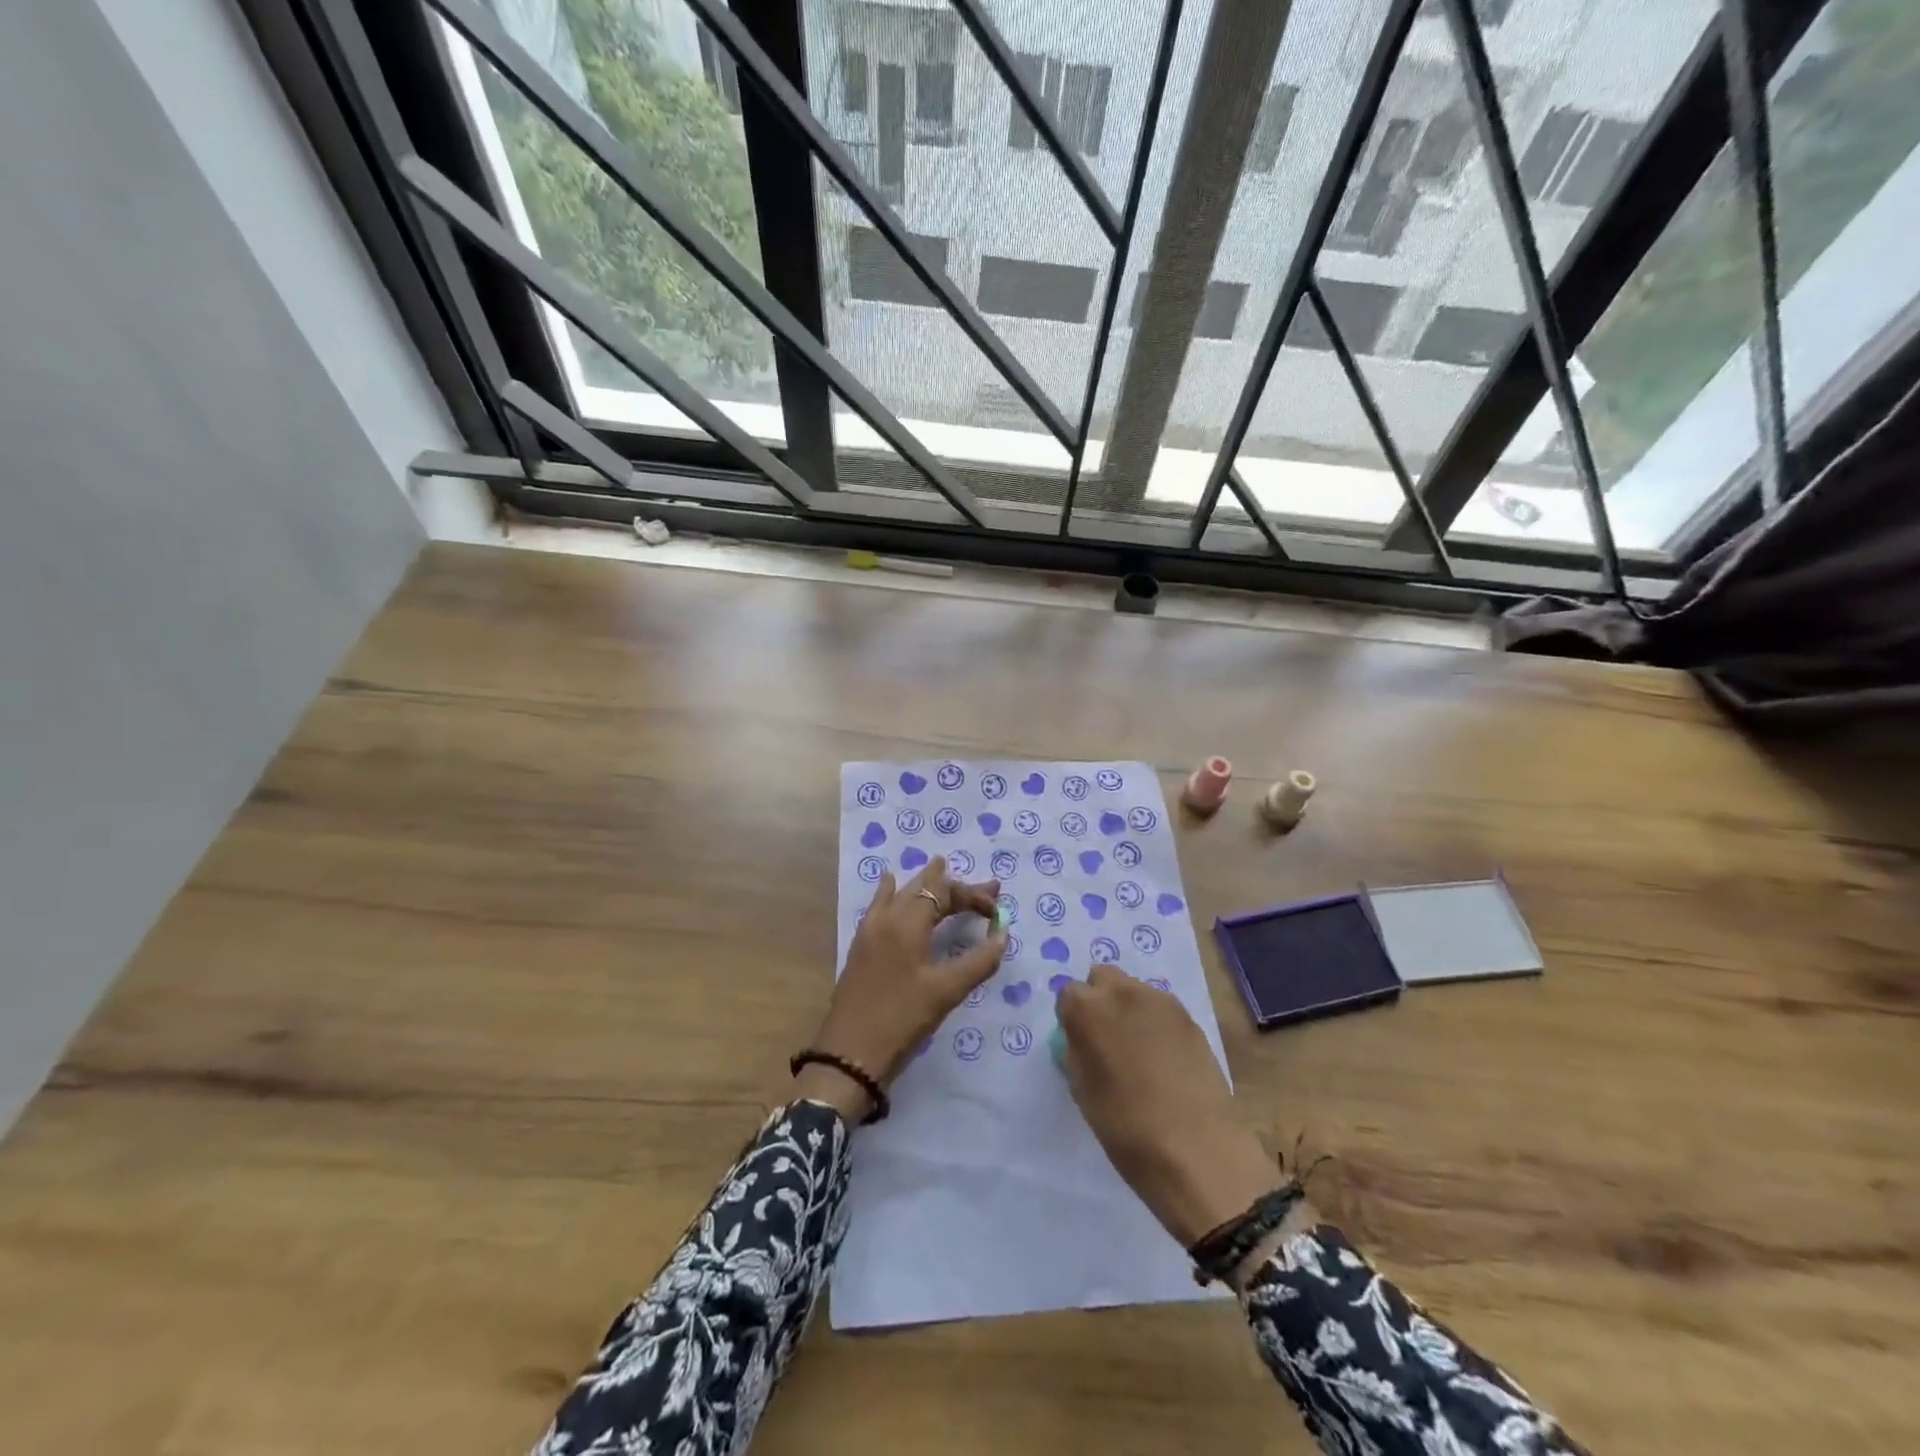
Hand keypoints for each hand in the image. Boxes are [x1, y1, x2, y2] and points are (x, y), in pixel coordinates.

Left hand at [797, 855, 1005, 1120]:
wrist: (849, 1054)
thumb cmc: (901, 1020)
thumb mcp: (946, 992)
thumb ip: (979, 961)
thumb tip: (1002, 934)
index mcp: (907, 923)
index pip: (944, 893)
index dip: (973, 896)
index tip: (997, 911)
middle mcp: (886, 918)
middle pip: (923, 889)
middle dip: (955, 885)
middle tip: (986, 886)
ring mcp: (869, 931)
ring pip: (900, 893)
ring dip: (925, 884)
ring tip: (940, 867)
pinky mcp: (861, 947)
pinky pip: (879, 905)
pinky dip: (892, 891)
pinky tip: (889, 883)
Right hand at [1056, 966, 1280, 1249]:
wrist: (1196, 1148)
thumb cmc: (1125, 1127)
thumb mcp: (1083, 1091)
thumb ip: (1078, 1052)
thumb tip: (1084, 1040)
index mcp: (1087, 1009)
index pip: (1068, 994)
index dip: (1072, 1018)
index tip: (1079, 1042)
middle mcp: (1121, 992)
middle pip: (1102, 978)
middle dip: (1100, 999)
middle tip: (1107, 1038)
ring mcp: (1159, 1001)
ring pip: (1134, 989)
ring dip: (1129, 1008)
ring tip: (1139, 1049)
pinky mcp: (1189, 1017)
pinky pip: (1161, 1009)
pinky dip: (1156, 1023)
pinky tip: (1165, 1057)